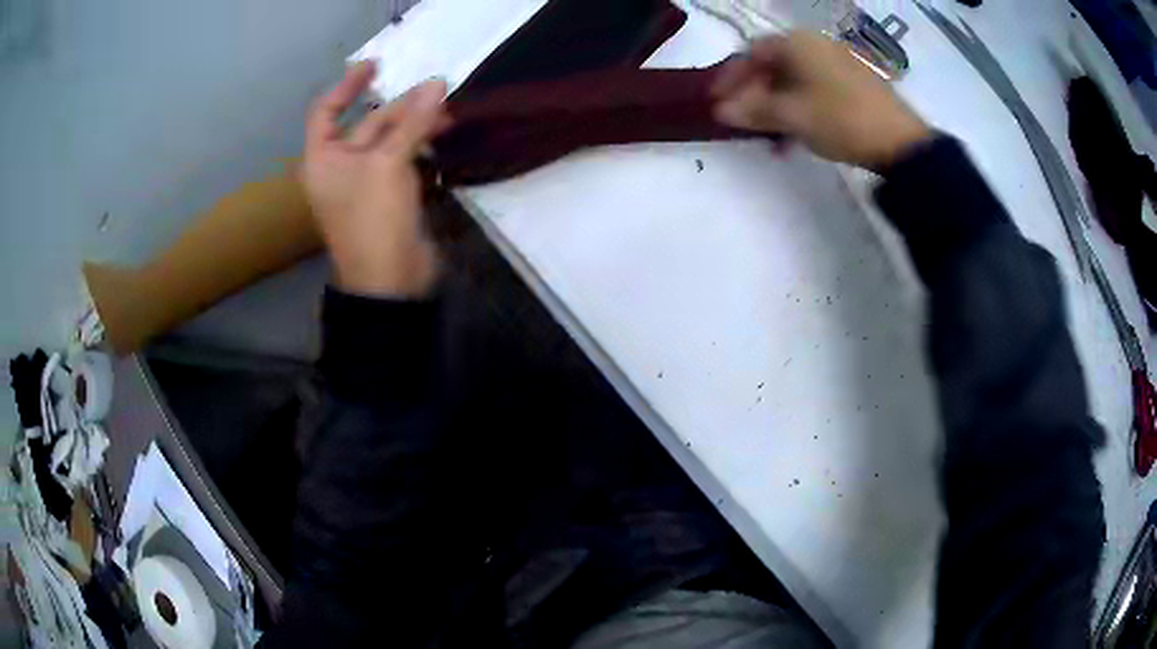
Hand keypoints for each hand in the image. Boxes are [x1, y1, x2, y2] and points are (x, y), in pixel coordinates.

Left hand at [303, 61, 450, 296]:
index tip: (375, 66)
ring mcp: (365, 182)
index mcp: (322, 158)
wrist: (388, 281)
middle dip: (400, 107)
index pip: (326, 111)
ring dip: (415, 125)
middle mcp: (339, 166)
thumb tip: (438, 84)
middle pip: (368, 123)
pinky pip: (402, 160)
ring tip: (448, 113)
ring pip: (389, 141)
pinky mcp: (389, 195)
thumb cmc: (373, 218)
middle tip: (437, 92)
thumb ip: (413, 122)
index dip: (347, 86)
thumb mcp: (389, 164)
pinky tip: (443, 136)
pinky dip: (420, 146)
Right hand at [712, 32, 931, 172]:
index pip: (751, 54)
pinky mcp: (852, 82)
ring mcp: (836, 63)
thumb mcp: (791, 116)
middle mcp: (815, 45)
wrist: (900, 142)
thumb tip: (719, 111)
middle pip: (773, 66)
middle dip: (754, 94)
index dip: (730, 78)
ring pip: (794, 80)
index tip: (717, 102)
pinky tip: (798, 133)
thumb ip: (752, 110)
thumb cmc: (840, 119)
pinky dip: (799, 107)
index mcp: (797, 43)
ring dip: (776, 105)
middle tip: (743, 121)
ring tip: (770, 135)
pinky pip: (814, 88)